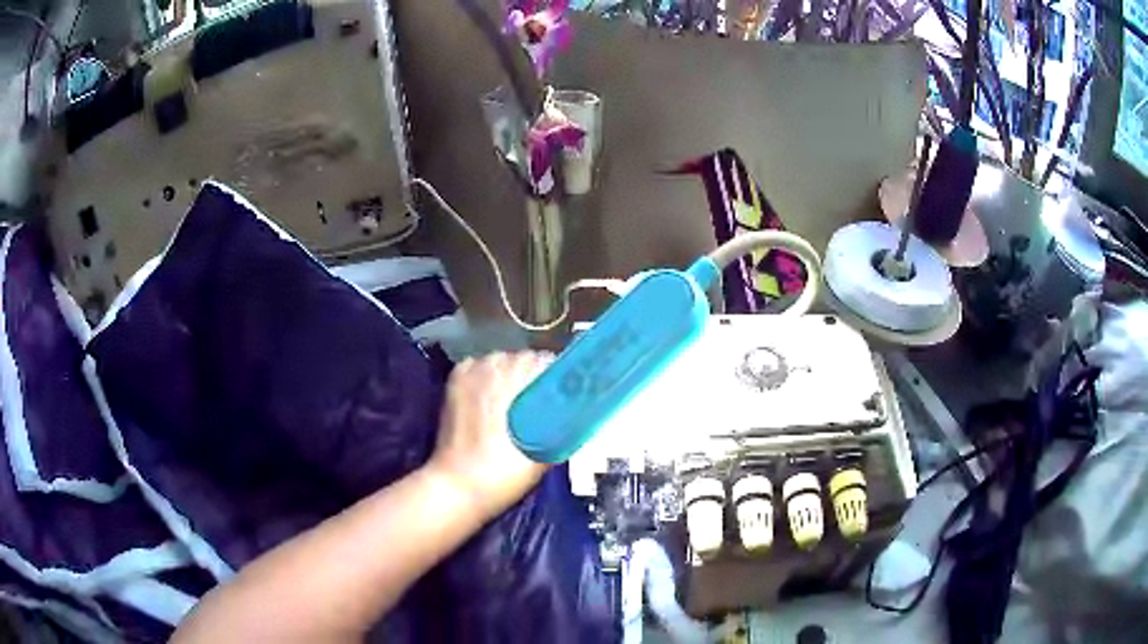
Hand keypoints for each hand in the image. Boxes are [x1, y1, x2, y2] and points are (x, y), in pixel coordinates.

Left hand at [427, 351, 553, 521]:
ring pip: (502, 362)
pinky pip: (479, 367)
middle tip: (541, 404)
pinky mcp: (454, 380)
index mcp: (516, 376)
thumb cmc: (503, 472)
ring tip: (516, 402)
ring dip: (510, 376)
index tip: (565, 396)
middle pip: (524, 359)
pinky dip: (487, 378)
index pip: (548, 362)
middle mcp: (493, 364)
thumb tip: (576, 413)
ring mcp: (470, 371)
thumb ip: (564, 428)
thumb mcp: (545, 453)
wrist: (457, 485)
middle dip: (534, 377)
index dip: (559, 378)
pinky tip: (493, 399)